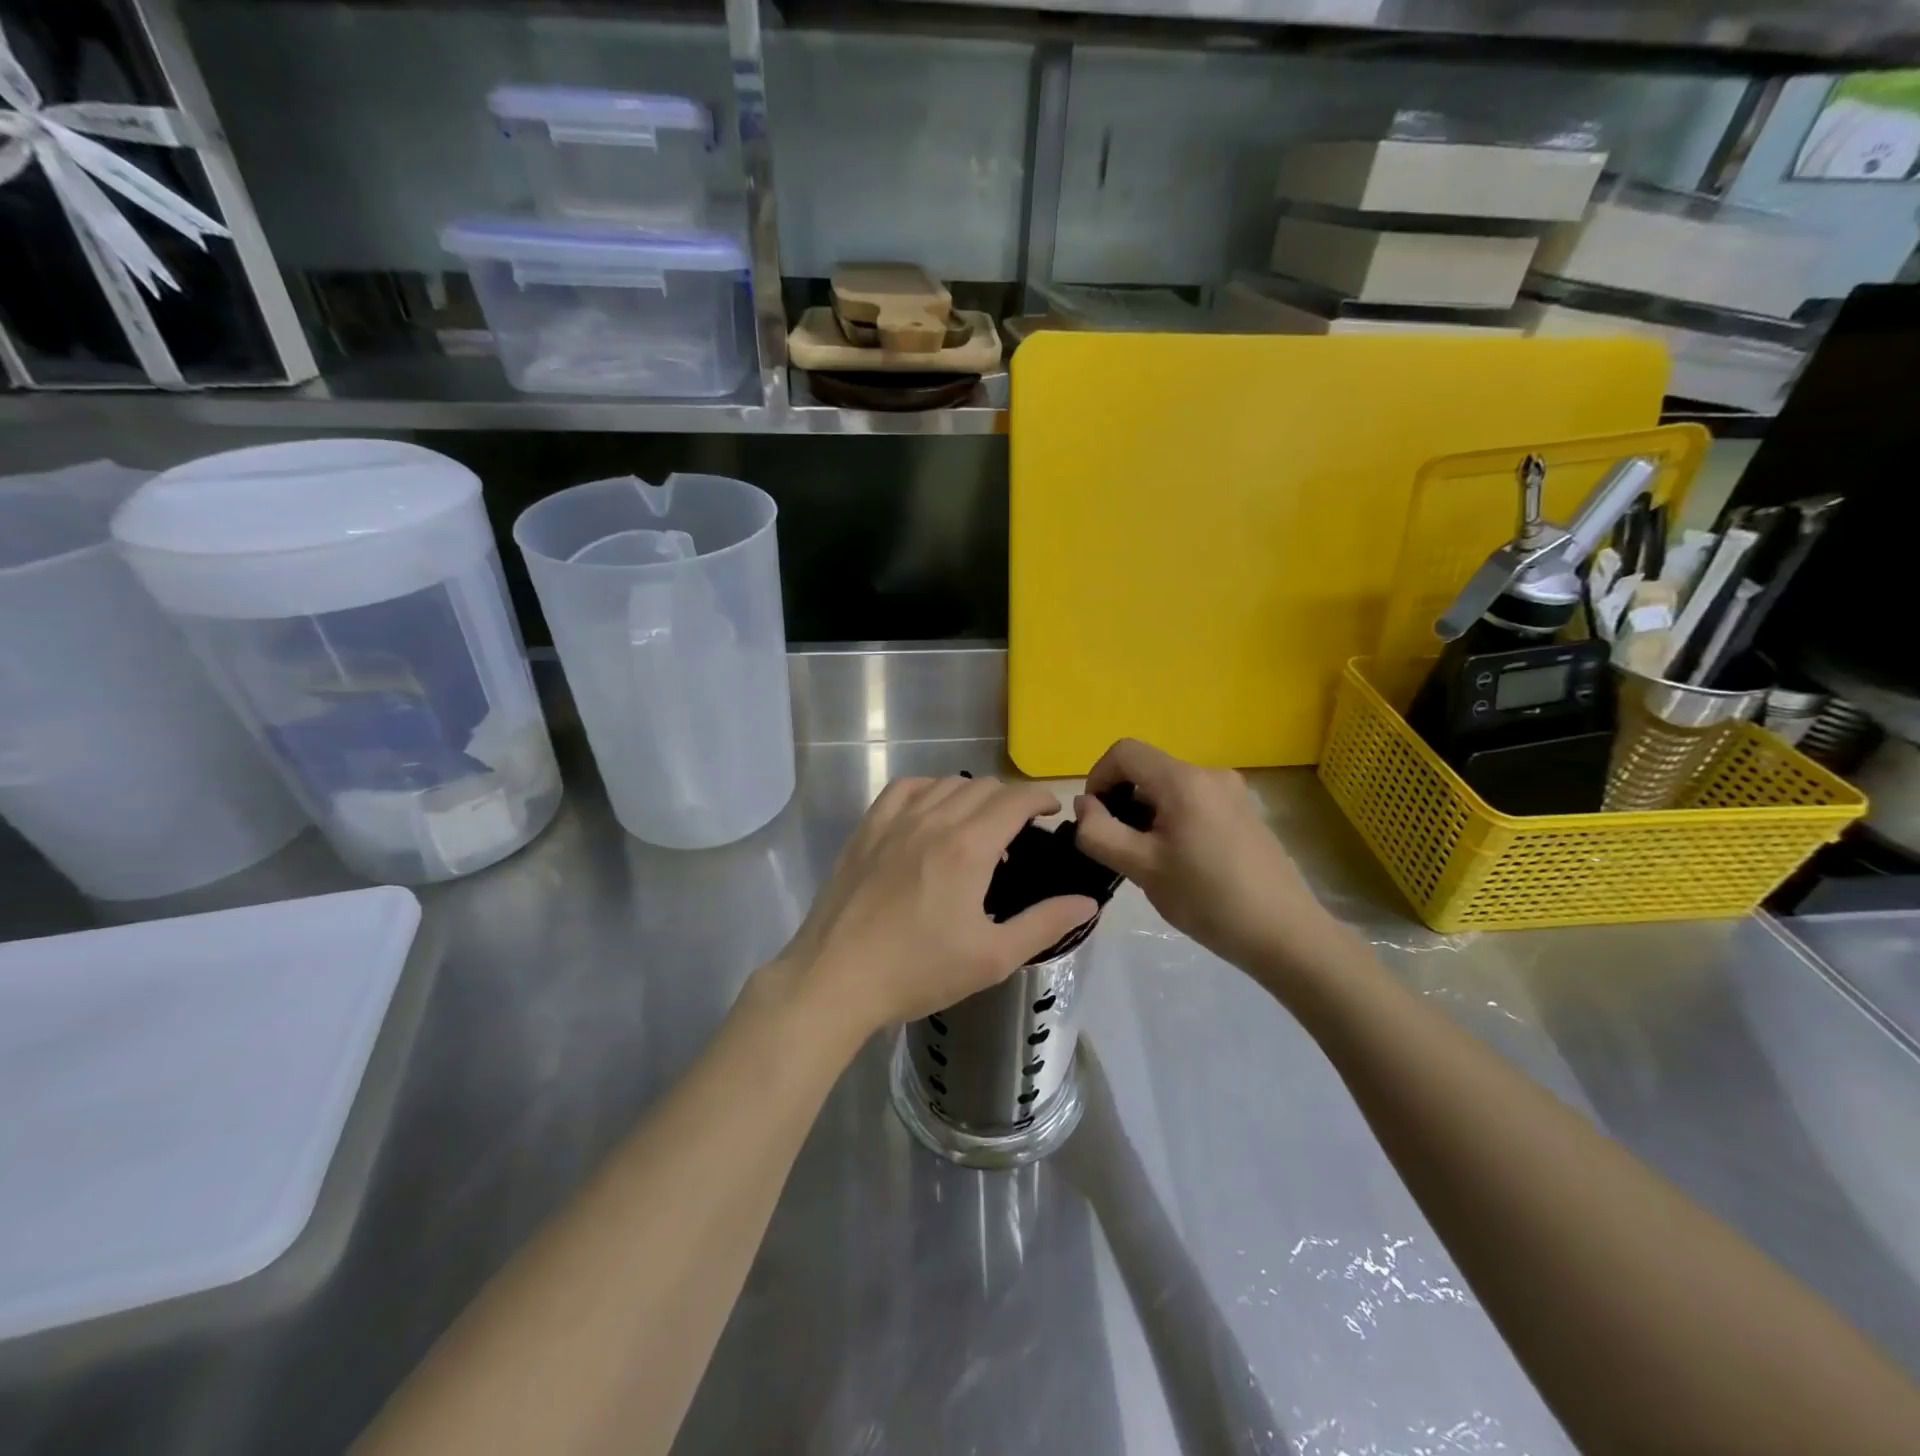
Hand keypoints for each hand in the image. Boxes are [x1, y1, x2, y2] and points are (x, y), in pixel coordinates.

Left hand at [777, 776, 1098, 1037]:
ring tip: (978, 824)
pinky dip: (928, 789)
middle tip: (1019, 831)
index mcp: (969, 847)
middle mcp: (934, 820)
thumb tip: (1087, 903)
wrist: (837, 978)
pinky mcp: (867, 830)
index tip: (1052, 812)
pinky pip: (904, 788)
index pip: (1015, 799)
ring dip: (972, 794)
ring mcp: (895, 821)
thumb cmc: (918, 971)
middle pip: (983, 787)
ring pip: (945, 783)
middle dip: (1010, 799)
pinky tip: (931, 811)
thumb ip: (1044, 924)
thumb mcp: (992, 957)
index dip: (1040, 798)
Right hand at [1072, 738, 1336, 976]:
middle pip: (1147, 769)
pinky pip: (1193, 802)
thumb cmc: (1208, 899)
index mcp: (1184, 780)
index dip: (1098, 777)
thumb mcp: (1141, 868)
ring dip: (1147, 814)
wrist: (1285, 934)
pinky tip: (1182, 863)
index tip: (1095, 819)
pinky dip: (1173, 820)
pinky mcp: (1244, 812)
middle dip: (1122, 801)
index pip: (1124, 752)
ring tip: (1151, 861)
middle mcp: (1210, 774)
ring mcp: (1232, 792)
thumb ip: (1100, 832)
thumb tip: (1083, 805)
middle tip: (1121, 848)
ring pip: (1169, 788)